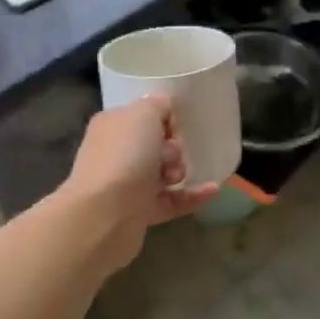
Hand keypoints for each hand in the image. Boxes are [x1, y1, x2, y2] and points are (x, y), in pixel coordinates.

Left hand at [61, 96, 218, 272]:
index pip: (143, 115)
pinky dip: (192, 195)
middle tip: (169, 154)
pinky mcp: (140, 212)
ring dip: (180, 170)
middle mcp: (116, 153)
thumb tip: (162, 108)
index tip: (173, 127)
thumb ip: (156, 105)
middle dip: (173, 147)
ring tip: (176, 176)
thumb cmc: (124, 155)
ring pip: (164, 172)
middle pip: (156, 144)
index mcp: (112, 125)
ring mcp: (127, 184)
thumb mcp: (143, 114)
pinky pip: (173, 200)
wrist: (106, 214)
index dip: (164, 119)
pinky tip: (213, 190)